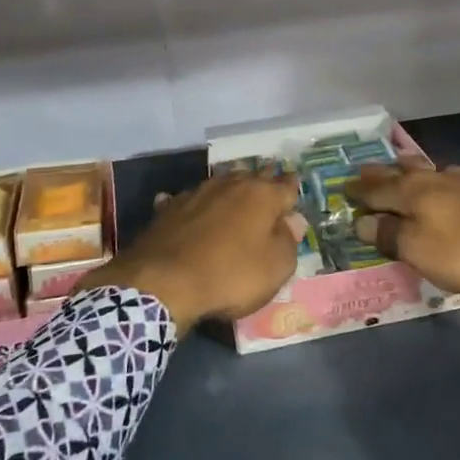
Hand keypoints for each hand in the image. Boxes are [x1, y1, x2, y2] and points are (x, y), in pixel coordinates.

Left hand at [76, 172, 303, 332]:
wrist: (164, 281)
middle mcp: (231, 185)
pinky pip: (188, 201)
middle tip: (269, 184)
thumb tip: (293, 221)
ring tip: (235, 192)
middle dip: (263, 181)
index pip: (286, 186)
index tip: (294, 188)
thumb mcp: (276, 267)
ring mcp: (197, 193)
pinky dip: (194, 205)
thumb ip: (289, 241)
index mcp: (262, 195)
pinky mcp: (170, 208)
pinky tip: (189, 208)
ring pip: (221, 183)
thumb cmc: (231, 274)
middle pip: (253, 177)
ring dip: (230, 188)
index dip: (292, 189)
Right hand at [349, 157, 459, 292]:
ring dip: (420, 166)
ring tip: (408, 161)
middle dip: (383, 173)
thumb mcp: (419, 251)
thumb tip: (361, 221)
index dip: (360, 192)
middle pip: (405, 173)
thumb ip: (390, 235)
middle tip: (365, 167)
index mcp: (414, 194)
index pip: (379, 191)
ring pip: (438, 169)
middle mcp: (438, 180)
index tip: (344, 187)